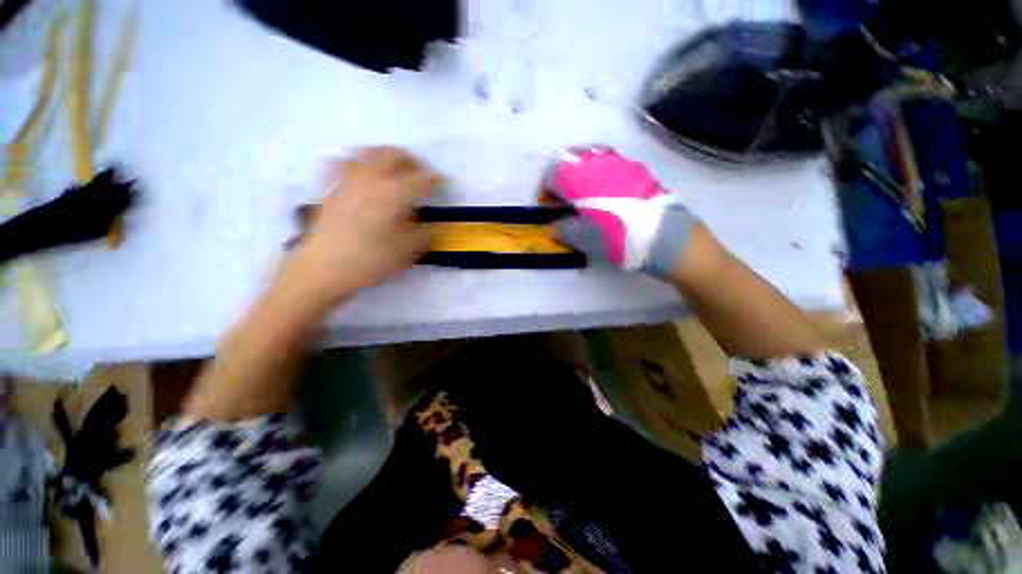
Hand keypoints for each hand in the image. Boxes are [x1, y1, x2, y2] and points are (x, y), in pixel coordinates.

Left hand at [281, 147, 438, 307]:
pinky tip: (363, 171)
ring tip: (395, 168)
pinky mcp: (332, 189)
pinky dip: (359, 161)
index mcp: (392, 195)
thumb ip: (423, 234)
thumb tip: (426, 224)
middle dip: (410, 160)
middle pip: (392, 155)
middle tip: (420, 173)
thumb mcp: (407, 252)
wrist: (323, 269)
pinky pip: (345, 163)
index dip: (433, 178)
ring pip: (369, 154)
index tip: (441, 181)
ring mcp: (348, 181)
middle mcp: (370, 180)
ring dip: (387, 156)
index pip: (419, 179)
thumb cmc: (370, 261)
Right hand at [547, 146, 697, 279]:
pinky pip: (608, 163)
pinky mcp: (635, 168)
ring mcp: (619, 161)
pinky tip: (604, 194)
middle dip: (560, 179)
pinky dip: (598, 175)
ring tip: (582, 197)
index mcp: (578, 177)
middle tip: (563, 200)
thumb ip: (562, 229)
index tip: (547, 208)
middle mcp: (597, 161)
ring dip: (579, 175)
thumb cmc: (615, 235)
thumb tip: (554, 226)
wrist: (663, 235)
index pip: (550, 173)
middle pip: (568, 160)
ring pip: (589, 158)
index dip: (544, 190)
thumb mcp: (581, 238)